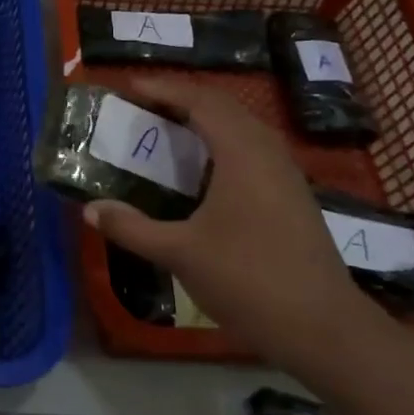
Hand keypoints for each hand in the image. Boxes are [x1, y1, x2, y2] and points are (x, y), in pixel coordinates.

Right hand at [83, 75, 370, 369]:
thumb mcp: (179, 253)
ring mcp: (286, 174)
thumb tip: (90, 209)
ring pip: (242, 128)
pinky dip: (221, 143)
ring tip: (166, 130)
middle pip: (224, 106)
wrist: (323, 328)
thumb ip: (132, 227)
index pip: (201, 101)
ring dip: (204, 120)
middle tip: (142, 105)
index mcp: (243, 154)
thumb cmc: (248, 280)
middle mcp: (268, 153)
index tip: (128, 86)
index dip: (164, 89)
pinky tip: (202, 172)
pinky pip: (252, 150)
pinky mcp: (292, 196)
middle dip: (182, 99)